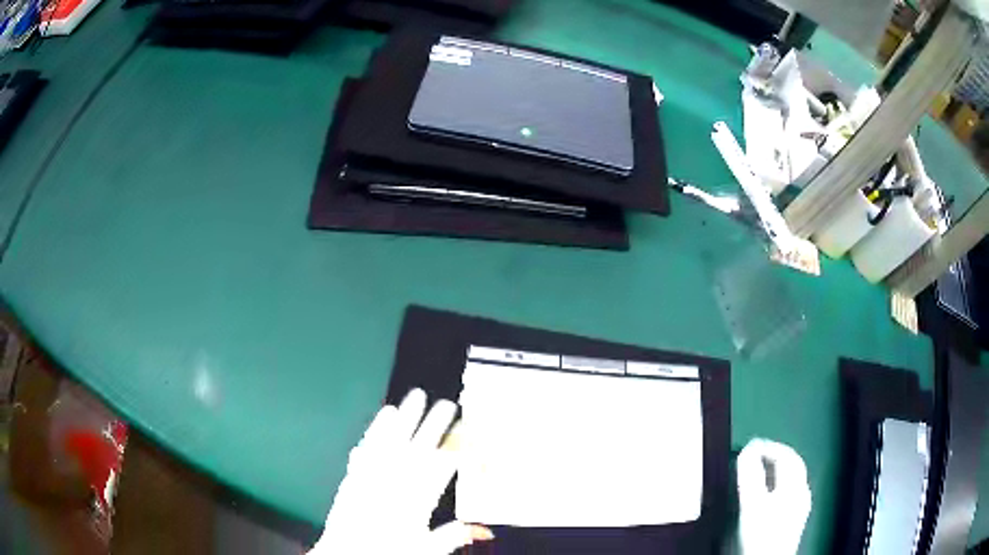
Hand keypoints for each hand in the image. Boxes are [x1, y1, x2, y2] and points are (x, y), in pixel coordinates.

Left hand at [309, 389, 492, 553]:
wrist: (348, 554)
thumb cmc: (387, 552)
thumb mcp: (426, 548)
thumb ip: (453, 536)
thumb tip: (483, 531)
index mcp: (418, 501)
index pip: (443, 467)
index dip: (457, 447)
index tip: (468, 432)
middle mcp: (396, 483)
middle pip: (420, 447)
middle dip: (436, 425)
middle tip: (448, 404)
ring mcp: (373, 475)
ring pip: (393, 441)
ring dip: (406, 418)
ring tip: (416, 398)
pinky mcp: (355, 473)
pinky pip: (369, 445)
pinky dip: (377, 429)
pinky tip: (384, 415)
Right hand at [736, 439, 811, 554]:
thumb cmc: (761, 534)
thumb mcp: (752, 504)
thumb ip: (750, 475)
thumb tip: (747, 450)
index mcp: (794, 484)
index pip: (785, 454)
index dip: (768, 446)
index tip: (750, 445)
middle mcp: (801, 491)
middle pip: (793, 464)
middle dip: (775, 455)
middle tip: (757, 453)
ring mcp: (800, 505)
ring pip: (792, 478)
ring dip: (777, 470)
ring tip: (760, 471)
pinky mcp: (795, 518)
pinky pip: (790, 492)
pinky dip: (778, 485)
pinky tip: (768, 495)